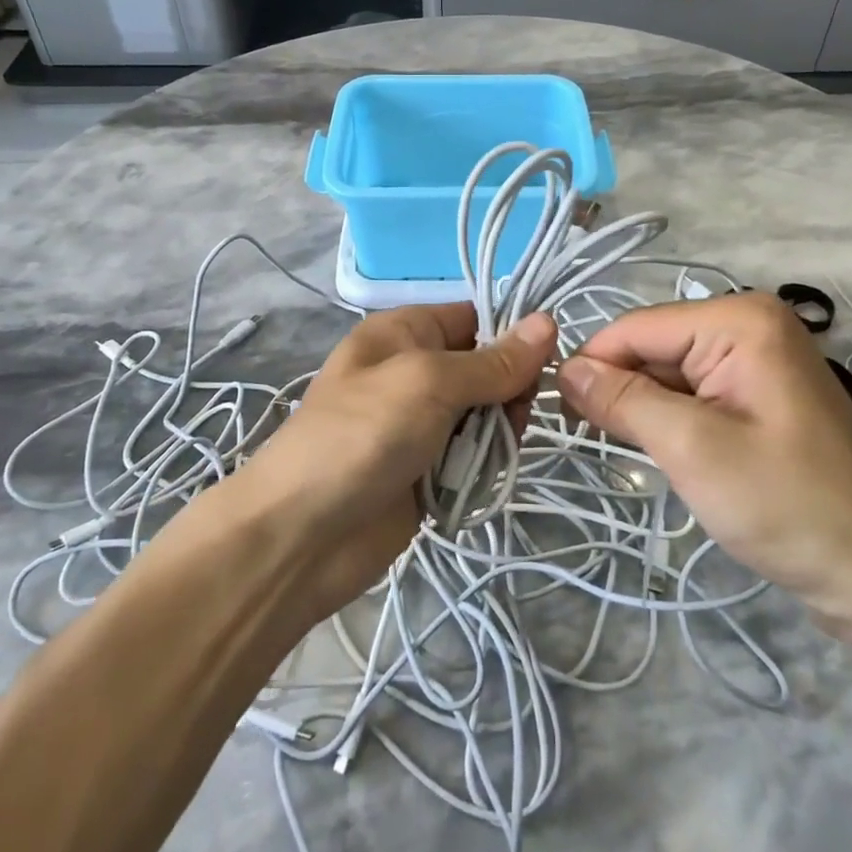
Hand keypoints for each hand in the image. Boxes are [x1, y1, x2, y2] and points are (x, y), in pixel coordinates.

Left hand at [242, 303, 555, 617]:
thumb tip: (549, 321)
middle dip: (509, 391)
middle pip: (486, 368)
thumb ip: (492, 361)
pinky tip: (481, 478)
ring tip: (492, 453)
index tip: (548, 361)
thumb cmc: (362, 434)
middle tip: (514, 417)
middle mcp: (414, 371)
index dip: (513, 334)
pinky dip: (482, 466)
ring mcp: (420, 424)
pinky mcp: (427, 470)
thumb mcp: (428, 382)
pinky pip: (473, 457)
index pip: (475, 317)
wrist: (301, 535)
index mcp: (405, 332)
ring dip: (497, 433)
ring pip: (485, 415)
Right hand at [556, 293, 851, 633]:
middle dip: (620, 389)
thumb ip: (623, 400)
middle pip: (653, 347)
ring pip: (668, 372)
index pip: (637, 327)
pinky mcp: (757, 393)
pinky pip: (693, 392)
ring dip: (643, 409)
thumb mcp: (692, 448)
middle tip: (589, 440)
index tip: (558, 413)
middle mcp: (748, 323)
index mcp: (739, 319)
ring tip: (628, 451)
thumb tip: (564, 369)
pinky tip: (664, 452)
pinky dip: (669, 419)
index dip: (592, 365)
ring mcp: (756, 358)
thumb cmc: (787, 504)